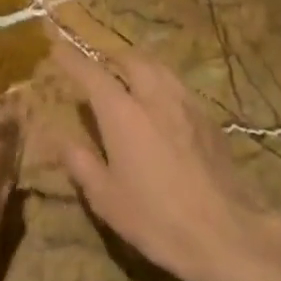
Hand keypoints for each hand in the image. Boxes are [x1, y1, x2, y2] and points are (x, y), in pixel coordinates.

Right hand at [55, 42, 266, 280]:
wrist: (224, 233)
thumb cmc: (154, 218)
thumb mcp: (105, 197)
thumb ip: (80, 162)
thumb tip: (61, 139)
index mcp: (123, 113)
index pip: (92, 73)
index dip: (72, 59)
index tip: (57, 48)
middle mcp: (155, 98)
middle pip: (132, 60)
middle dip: (111, 56)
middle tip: (97, 64)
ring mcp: (187, 106)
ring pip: (161, 69)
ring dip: (140, 65)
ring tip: (128, 75)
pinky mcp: (209, 121)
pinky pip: (180, 88)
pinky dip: (162, 83)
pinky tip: (161, 104)